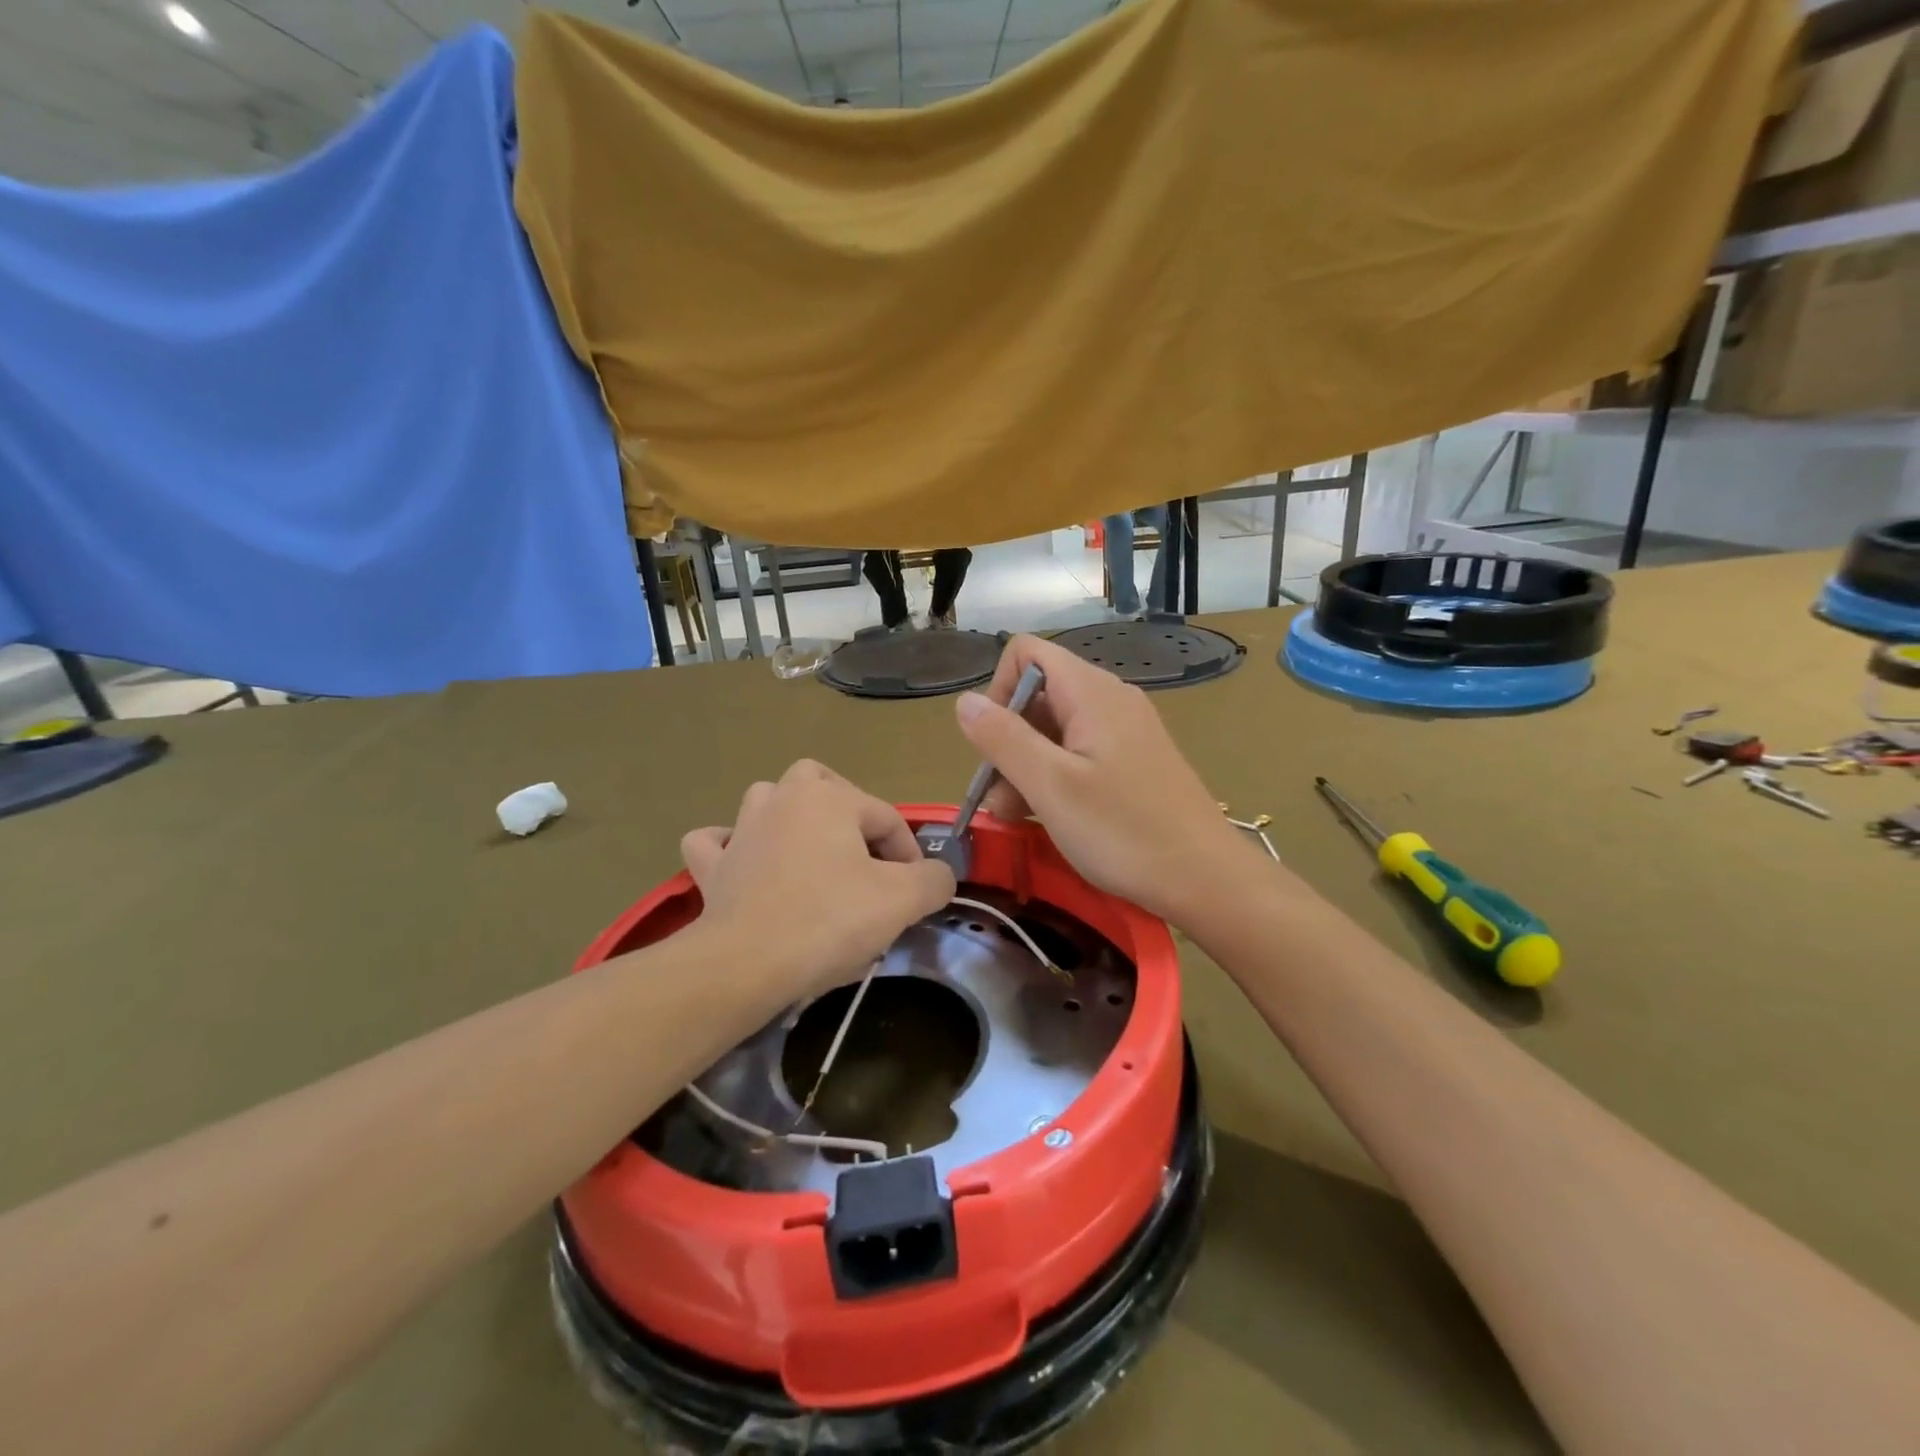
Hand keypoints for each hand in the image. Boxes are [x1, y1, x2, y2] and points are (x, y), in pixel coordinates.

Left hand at [680, 760, 955, 1001]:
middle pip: (823, 783)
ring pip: (768, 800)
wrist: (746, 965)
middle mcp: (782, 798)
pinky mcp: (713, 867)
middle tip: (866, 857)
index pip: (887, 817)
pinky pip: (716, 842)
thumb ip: (934, 879)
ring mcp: (741, 830)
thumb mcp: (902, 900)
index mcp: (829, 797)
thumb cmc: (829, 921)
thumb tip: (937, 876)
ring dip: (790, 817)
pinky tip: (744, 861)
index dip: (910, 855)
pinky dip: (730, 846)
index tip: (915, 894)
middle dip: (848, 812)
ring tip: (811, 853)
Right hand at [954, 635, 1249, 921]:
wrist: (1206, 878)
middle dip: (1007, 741)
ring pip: (1056, 730)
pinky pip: (1080, 753)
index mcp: (1091, 692)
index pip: (1026, 654)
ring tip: (1016, 817)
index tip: (994, 745)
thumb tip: (964, 701)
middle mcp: (1109, 699)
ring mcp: (1125, 731)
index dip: (999, 691)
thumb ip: (1003, 738)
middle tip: (999, 800)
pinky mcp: (1133, 761)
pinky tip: (1048, 817)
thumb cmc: (1124, 831)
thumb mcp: (1051, 785)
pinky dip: (1055, 778)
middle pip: (1038, 695)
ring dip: (1026, 767)